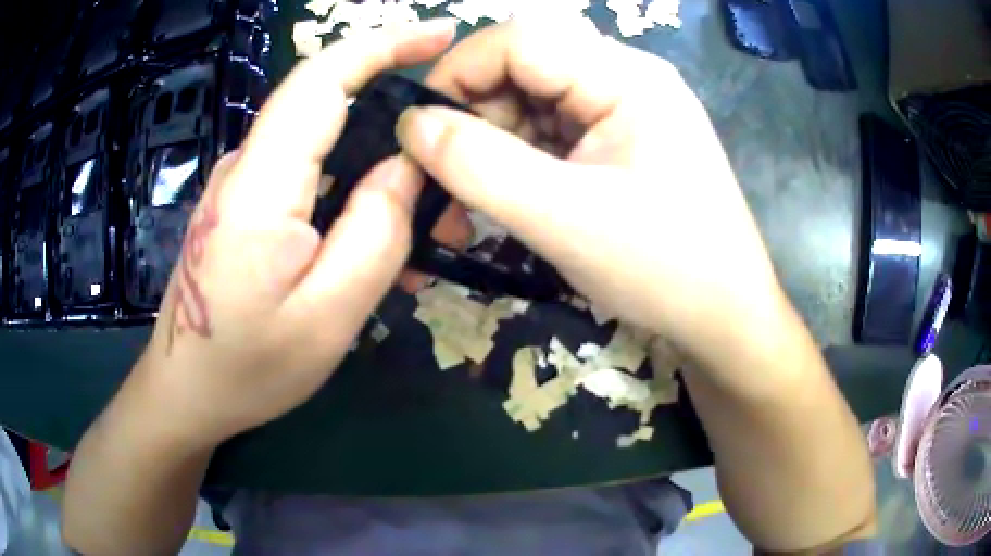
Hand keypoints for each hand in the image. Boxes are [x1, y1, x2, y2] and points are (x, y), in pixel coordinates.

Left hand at [134, 20, 458, 447]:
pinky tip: (372, 236)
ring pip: (321, 141)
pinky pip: (306, 174)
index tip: (441, 34)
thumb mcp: (327, 319)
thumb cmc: (248, 369)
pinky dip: (350, 187)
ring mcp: (240, 183)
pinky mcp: (243, 204)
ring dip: (377, 161)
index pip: (323, 79)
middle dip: (394, 110)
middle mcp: (245, 167)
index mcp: (260, 186)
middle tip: (447, 165)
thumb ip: (374, 236)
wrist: (185, 392)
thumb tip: (405, 166)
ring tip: (423, 220)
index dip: (384, 44)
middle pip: (327, 103)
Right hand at [396, 18, 788, 371]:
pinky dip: (520, 159)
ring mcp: (626, 108)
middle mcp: (627, 77)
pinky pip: (553, 129)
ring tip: (476, 201)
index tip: (420, 134)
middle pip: (525, 66)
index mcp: (626, 77)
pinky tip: (512, 199)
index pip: (520, 38)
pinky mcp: (622, 139)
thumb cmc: (663, 269)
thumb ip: (478, 165)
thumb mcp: (562, 219)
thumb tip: (411, 125)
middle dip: (475, 118)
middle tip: (450, 180)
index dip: (458, 74)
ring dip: (493, 144)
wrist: (724, 315)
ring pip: (533, 100)